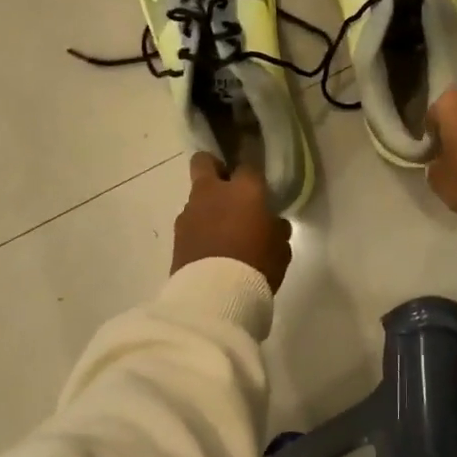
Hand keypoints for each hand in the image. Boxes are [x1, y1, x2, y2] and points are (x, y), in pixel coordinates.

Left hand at [171, 154, 293, 291]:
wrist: (214, 294)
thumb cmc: (257, 264)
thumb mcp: (280, 248)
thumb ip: (276, 229)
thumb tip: (273, 223)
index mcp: (244, 190)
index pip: (248, 165)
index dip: (253, 173)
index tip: (258, 185)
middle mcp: (213, 192)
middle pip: (204, 161)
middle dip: (214, 168)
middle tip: (227, 187)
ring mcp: (190, 212)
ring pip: (196, 196)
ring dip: (207, 206)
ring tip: (220, 231)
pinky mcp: (176, 234)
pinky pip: (190, 222)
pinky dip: (198, 229)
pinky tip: (209, 248)